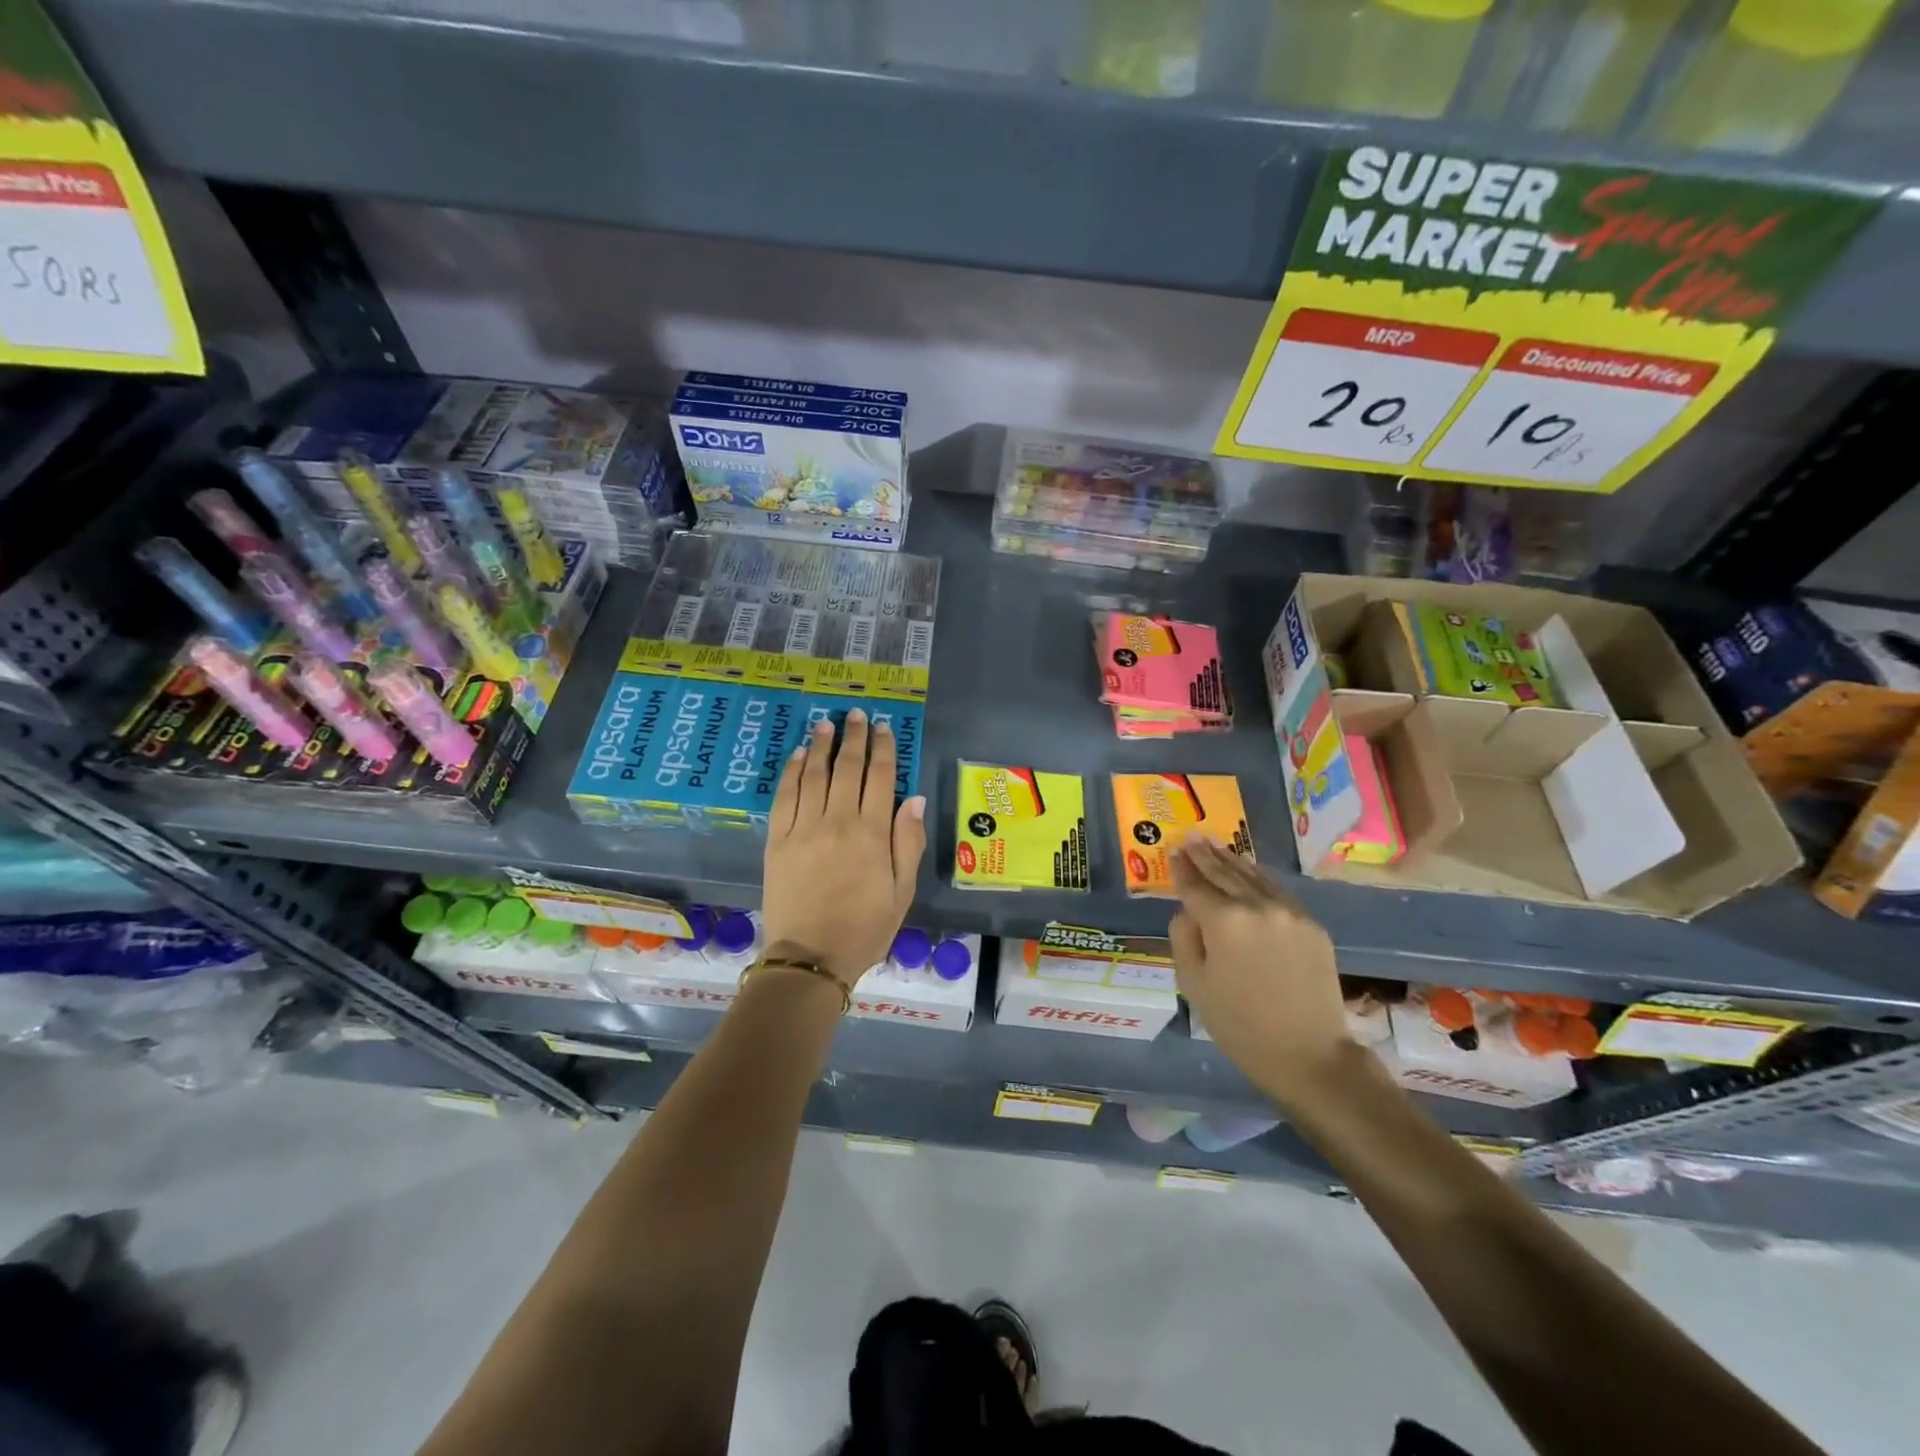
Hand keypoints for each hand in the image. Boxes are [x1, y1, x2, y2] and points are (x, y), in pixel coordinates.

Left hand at [760, 709, 926, 988]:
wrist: (810, 957)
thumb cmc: (865, 929)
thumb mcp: (902, 892)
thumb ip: (909, 843)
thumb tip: (913, 798)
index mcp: (872, 834)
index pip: (879, 778)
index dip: (882, 749)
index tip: (882, 727)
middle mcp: (837, 822)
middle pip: (846, 768)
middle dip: (853, 738)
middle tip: (855, 715)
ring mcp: (803, 828)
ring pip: (813, 775)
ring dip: (820, 746)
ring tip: (826, 723)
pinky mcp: (777, 840)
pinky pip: (784, 796)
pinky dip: (791, 772)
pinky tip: (797, 755)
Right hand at [1168, 838, 1350, 1112]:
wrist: (1309, 1054)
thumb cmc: (1240, 1024)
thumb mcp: (1193, 984)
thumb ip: (1184, 938)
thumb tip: (1189, 912)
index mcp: (1224, 921)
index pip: (1196, 885)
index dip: (1182, 868)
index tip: (1173, 851)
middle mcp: (1257, 906)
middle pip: (1225, 873)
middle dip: (1205, 855)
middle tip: (1191, 838)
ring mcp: (1289, 912)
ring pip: (1254, 877)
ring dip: (1231, 860)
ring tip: (1215, 846)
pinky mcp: (1311, 925)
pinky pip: (1277, 891)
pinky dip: (1258, 877)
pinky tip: (1249, 871)